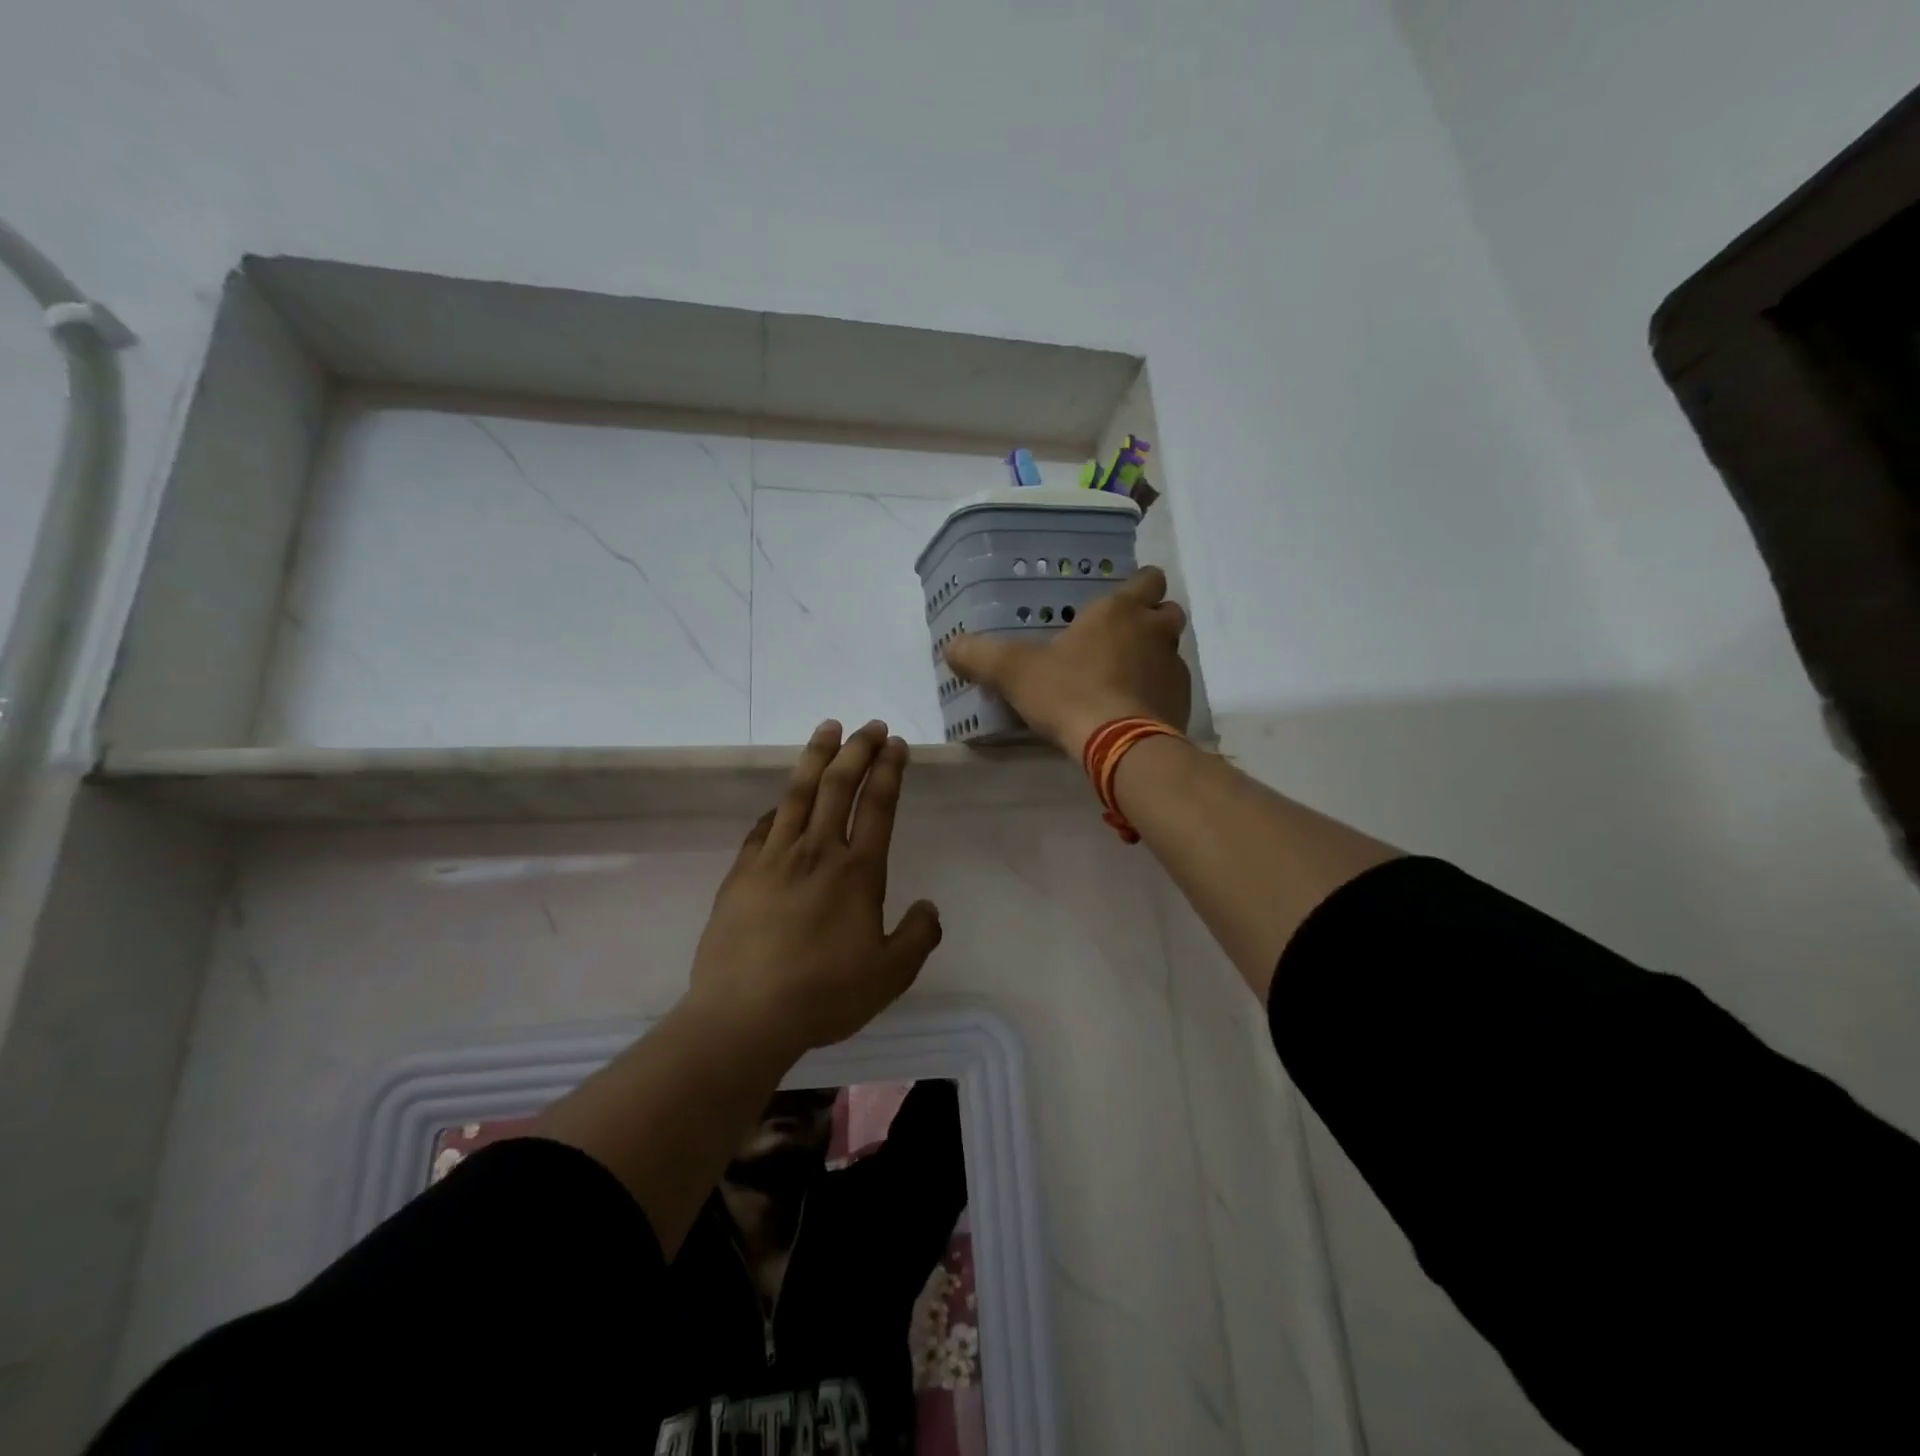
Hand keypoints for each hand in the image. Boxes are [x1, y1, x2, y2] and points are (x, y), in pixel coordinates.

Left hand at [688, 719, 942, 1052]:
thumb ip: (917, 937)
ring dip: (816, 757)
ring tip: (828, 728)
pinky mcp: (741, 873)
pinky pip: (763, 826)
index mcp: (857, 872)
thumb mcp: (889, 976)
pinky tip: (782, 800)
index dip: (888, 770)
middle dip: (857, 750)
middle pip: (838, 786)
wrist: (744, 1015)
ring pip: (798, 793)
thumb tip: (929, 908)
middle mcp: (817, 852)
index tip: (895, 743)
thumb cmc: (824, 995)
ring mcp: (774, 858)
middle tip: (869, 726)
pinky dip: (778, 805)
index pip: (878, 806)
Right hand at [944, 565, 1190, 757]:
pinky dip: (1157, 694)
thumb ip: (981, 655)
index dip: (1137, 586)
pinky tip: (1131, 711)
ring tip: (1122, 678)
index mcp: (1119, 611)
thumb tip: (951, 647)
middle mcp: (1154, 632)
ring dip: (1153, 658)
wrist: (1119, 745)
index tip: (1118, 601)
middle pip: (1167, 612)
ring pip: (1171, 651)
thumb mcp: (1014, 672)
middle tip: (1119, 640)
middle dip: (1150, 621)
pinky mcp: (1181, 704)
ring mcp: (1173, 668)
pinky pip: (1172, 689)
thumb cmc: (1070, 693)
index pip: (1147, 579)